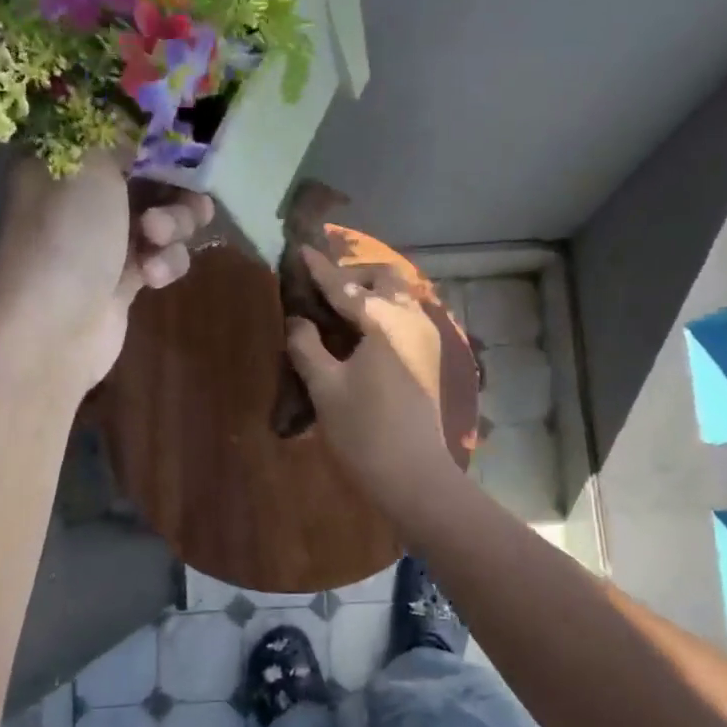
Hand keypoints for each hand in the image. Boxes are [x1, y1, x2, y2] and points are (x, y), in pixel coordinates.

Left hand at [0, 148, 212, 392]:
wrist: (54, 328)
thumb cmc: (68, 235)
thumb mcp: (92, 164)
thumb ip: (123, 132)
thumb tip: (141, 115)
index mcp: (63, 158)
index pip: (115, 128)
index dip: (154, 130)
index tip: (187, 134)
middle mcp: (83, 194)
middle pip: (150, 174)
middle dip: (174, 186)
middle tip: (186, 194)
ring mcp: (105, 237)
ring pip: (164, 216)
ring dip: (174, 226)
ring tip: (159, 239)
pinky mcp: (126, 276)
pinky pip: (162, 255)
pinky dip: (164, 263)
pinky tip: (151, 276)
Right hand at [285, 248, 455, 507]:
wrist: (413, 475)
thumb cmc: (364, 431)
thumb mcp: (325, 386)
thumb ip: (306, 346)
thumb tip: (297, 320)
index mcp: (385, 321)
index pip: (346, 287)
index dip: (320, 270)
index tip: (301, 251)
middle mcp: (412, 320)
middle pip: (385, 279)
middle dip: (354, 277)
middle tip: (323, 293)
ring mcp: (426, 339)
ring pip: (399, 298)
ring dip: (370, 295)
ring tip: (338, 312)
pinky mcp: (428, 358)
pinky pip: (404, 318)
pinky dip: (382, 314)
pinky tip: (359, 335)